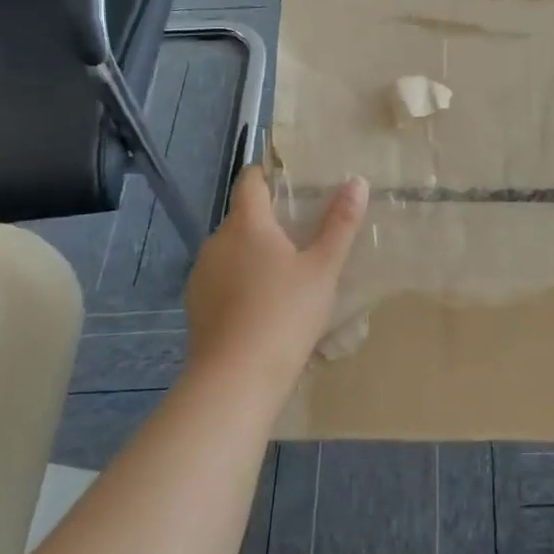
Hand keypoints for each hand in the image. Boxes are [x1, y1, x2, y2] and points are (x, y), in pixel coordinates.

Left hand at [183, 165, 368, 385]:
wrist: (236, 379)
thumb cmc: (285, 313)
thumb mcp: (324, 268)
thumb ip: (340, 224)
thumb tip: (357, 182)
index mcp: (247, 224)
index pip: (250, 181)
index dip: (267, 174)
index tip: (291, 179)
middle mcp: (217, 242)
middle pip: (243, 218)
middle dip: (269, 220)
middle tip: (304, 233)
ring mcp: (201, 276)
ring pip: (231, 251)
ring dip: (254, 254)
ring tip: (287, 273)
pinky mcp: (196, 308)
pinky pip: (222, 280)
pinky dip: (241, 282)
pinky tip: (264, 306)